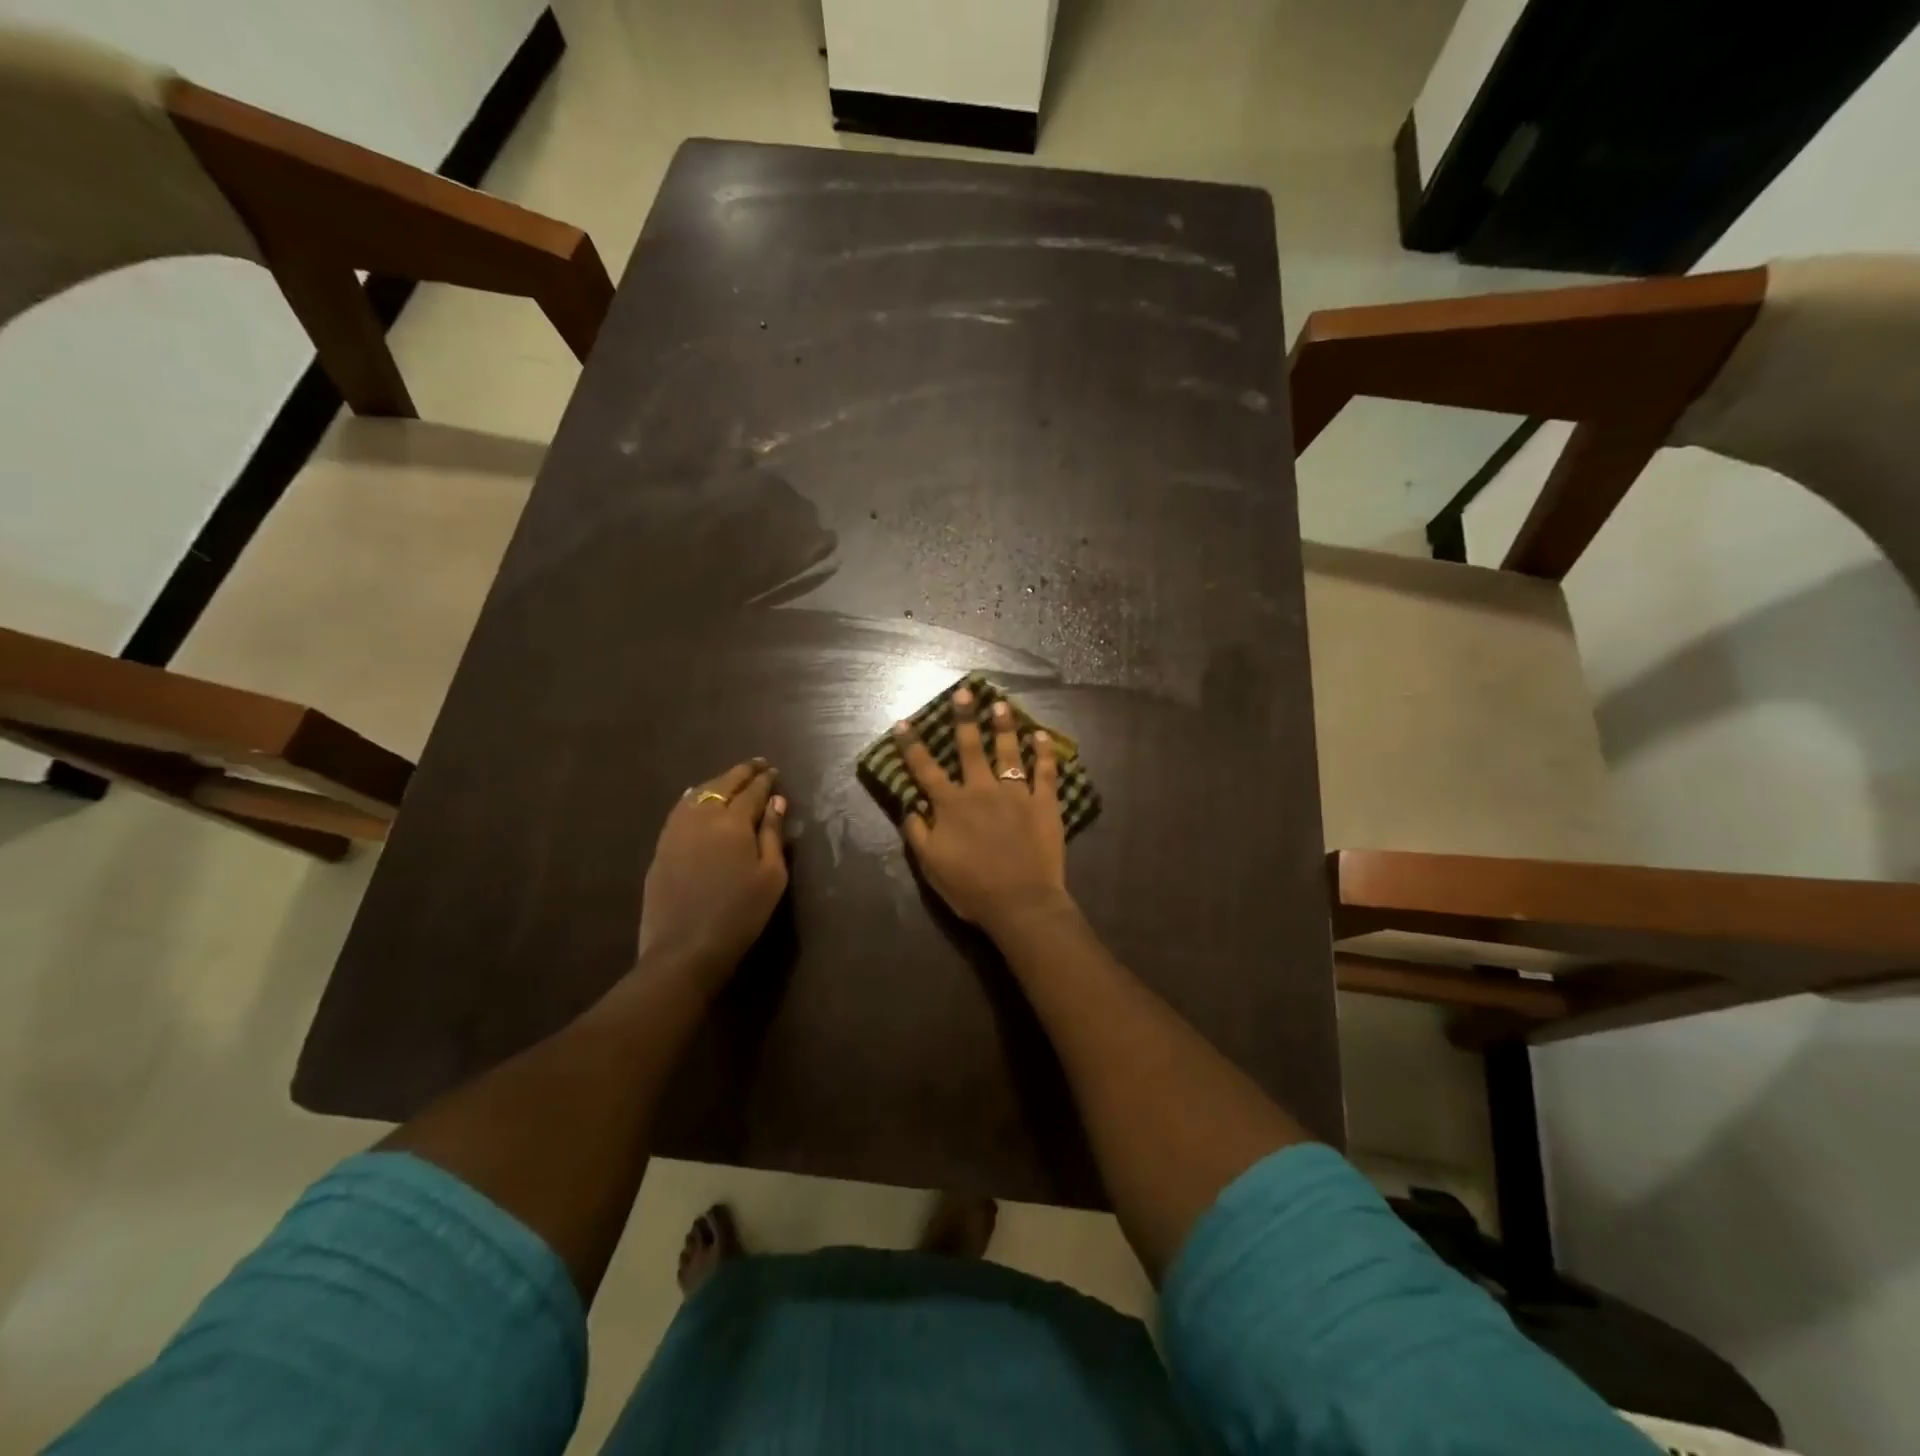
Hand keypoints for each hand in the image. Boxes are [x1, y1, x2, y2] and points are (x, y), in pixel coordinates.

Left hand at [636, 759, 788, 989]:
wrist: (685, 949)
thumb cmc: (740, 914)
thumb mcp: (771, 876)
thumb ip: (772, 835)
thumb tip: (776, 802)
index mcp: (733, 822)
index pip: (753, 791)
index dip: (766, 780)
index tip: (775, 771)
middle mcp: (702, 816)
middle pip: (724, 785)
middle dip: (742, 772)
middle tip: (757, 764)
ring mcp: (676, 830)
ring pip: (699, 793)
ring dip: (718, 781)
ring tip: (731, 778)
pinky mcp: (662, 846)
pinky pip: (679, 809)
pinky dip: (693, 796)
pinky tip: (696, 796)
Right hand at [894, 687, 1071, 938]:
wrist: (1020, 903)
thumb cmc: (971, 888)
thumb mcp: (931, 866)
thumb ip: (918, 834)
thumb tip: (910, 807)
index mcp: (951, 805)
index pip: (925, 769)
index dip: (912, 745)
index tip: (904, 722)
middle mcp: (981, 790)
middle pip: (970, 747)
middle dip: (964, 717)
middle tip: (963, 692)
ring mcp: (1015, 793)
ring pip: (1008, 751)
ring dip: (1003, 726)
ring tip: (1001, 704)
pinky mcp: (1043, 803)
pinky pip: (1045, 772)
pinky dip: (1043, 752)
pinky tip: (1041, 736)